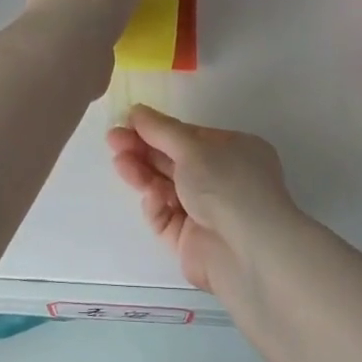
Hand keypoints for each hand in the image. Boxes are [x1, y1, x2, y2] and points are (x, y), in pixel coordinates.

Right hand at [106, 105, 296, 293]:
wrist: (248, 250)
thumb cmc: (228, 185)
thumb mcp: (193, 148)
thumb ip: (161, 130)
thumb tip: (137, 111)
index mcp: (235, 152)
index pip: (191, 137)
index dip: (159, 129)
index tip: (128, 122)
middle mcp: (224, 180)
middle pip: (176, 161)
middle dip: (145, 149)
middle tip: (113, 139)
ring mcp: (207, 212)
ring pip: (167, 188)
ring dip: (143, 173)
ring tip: (119, 162)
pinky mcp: (191, 240)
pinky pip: (167, 218)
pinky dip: (157, 206)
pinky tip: (152, 197)